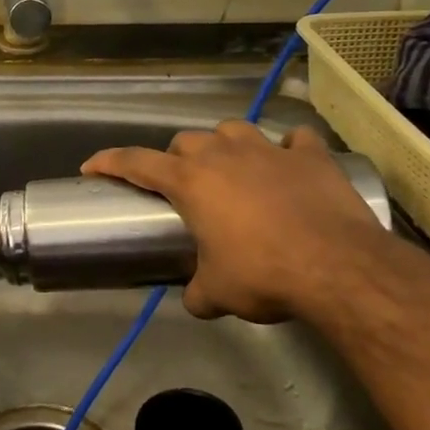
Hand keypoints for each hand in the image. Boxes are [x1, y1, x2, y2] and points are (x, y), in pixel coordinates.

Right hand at [82, 122, 390, 324]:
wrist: (337, 267)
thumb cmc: (264, 274)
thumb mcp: (219, 293)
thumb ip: (198, 292)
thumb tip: (194, 299)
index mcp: (190, 182)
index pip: (135, 162)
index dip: (109, 162)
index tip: (91, 166)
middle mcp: (223, 154)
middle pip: (185, 141)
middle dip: (178, 160)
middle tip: (185, 187)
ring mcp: (268, 148)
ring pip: (233, 130)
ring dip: (226, 146)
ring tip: (234, 169)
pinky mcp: (310, 154)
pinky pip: (294, 140)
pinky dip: (289, 149)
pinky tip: (292, 164)